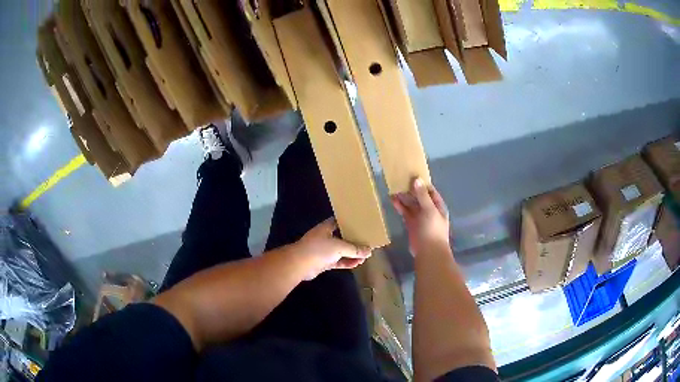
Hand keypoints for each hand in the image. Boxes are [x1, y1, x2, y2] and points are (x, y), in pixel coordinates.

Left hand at [292, 218, 371, 279]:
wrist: (299, 264)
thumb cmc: (318, 249)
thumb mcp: (339, 247)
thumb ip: (355, 249)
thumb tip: (369, 251)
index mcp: (326, 227)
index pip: (340, 221)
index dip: (350, 223)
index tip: (361, 225)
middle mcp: (325, 237)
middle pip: (342, 237)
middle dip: (353, 240)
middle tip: (366, 242)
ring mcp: (323, 250)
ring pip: (340, 251)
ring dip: (351, 254)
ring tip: (365, 256)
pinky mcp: (323, 262)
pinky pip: (338, 261)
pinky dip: (346, 262)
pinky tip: (356, 264)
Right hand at [391, 178, 449, 254]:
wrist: (429, 252)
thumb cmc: (432, 229)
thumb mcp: (429, 210)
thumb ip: (423, 195)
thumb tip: (417, 180)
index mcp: (438, 206)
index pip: (430, 191)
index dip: (422, 184)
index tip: (411, 175)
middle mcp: (430, 210)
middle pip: (420, 197)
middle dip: (411, 190)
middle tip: (399, 181)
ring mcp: (420, 218)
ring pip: (412, 205)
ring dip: (404, 198)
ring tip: (394, 189)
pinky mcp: (412, 225)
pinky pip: (406, 213)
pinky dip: (400, 207)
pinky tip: (393, 201)